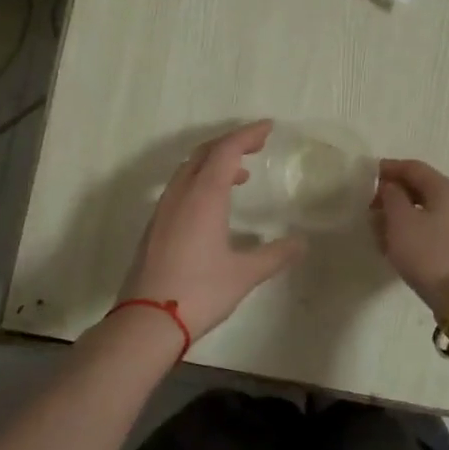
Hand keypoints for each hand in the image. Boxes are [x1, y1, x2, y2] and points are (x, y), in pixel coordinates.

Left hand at [119, 121, 306, 340]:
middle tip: (256, 146)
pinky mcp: (153, 229)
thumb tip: (301, 243)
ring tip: (239, 176)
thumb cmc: (200, 292)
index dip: (247, 135)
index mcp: (203, 197)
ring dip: (213, 164)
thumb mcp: (245, 274)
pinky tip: (212, 207)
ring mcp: (162, 211)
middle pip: (203, 154)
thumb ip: (275, 255)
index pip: (226, 151)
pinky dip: (200, 183)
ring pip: (187, 171)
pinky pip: (179, 190)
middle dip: (230, 144)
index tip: (268, 127)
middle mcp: (180, 196)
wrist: (147, 321)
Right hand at [372, 159, 448, 316]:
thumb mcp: (401, 221)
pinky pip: (436, 230)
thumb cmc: (429, 254)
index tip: (369, 175)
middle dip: (395, 195)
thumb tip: (391, 187)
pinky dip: (416, 232)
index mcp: (447, 189)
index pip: (415, 168)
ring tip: (381, 230)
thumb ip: (391, 197)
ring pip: (429, 212)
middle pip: (424, 189)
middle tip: (372, 207)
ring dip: (404, 216)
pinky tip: (401, 247)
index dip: (390, 168)